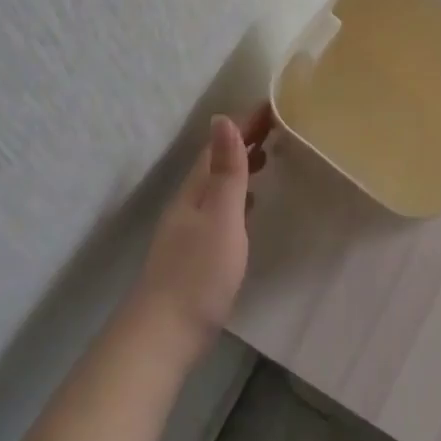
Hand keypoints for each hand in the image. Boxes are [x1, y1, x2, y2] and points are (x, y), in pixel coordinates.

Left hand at [130, 107, 270, 362]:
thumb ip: (225, 172)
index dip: (244, 124)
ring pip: (217, 185)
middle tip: (277, 126)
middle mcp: (189, 203)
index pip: (219, 145)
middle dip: (244, 140)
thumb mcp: (220, 217)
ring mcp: (189, 228)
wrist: (163, 335)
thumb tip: (222, 119)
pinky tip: (250, 207)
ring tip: (268, 157)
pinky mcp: (195, 252)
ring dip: (241, 166)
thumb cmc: (198, 274)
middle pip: (216, 162)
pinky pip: (220, 207)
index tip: (272, 105)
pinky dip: (238, 196)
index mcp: (195, 190)